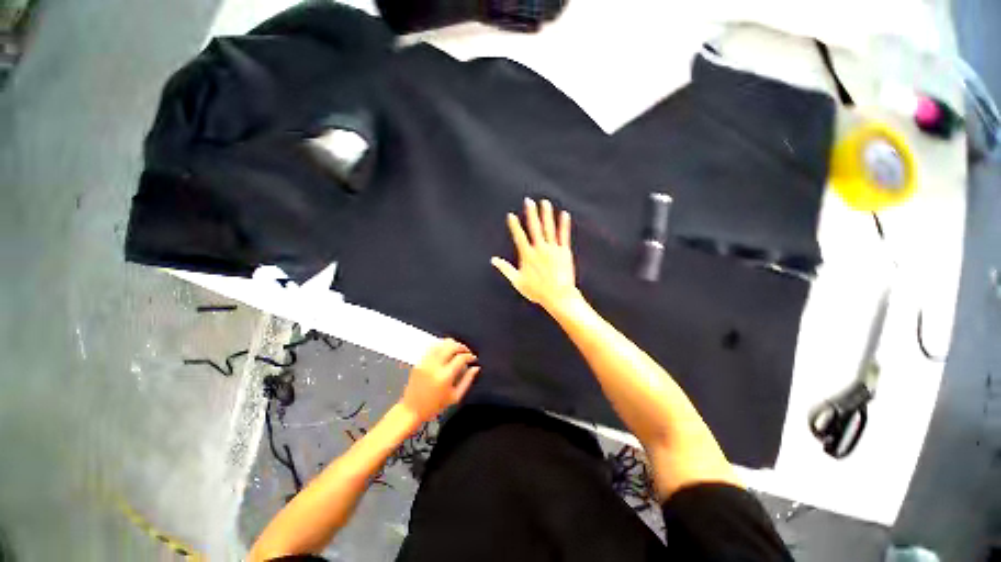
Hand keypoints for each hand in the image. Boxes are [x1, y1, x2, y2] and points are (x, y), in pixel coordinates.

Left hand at [399, 338, 480, 423]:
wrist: (411, 410)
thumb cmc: (433, 407)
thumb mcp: (455, 397)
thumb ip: (467, 380)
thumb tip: (475, 368)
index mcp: (445, 376)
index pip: (461, 357)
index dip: (470, 356)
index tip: (473, 358)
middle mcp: (435, 366)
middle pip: (451, 346)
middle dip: (462, 346)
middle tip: (466, 352)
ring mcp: (426, 362)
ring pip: (441, 343)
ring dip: (452, 344)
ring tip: (457, 350)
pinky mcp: (420, 361)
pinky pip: (432, 347)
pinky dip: (440, 346)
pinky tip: (445, 350)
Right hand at [492, 198, 580, 313]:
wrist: (558, 296)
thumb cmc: (537, 291)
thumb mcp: (517, 281)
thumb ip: (505, 269)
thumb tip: (493, 260)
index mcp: (527, 255)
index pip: (519, 236)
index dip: (514, 225)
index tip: (511, 215)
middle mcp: (540, 249)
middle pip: (534, 227)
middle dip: (531, 213)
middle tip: (529, 201)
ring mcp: (553, 249)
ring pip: (549, 228)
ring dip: (547, 214)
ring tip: (545, 203)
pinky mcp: (564, 252)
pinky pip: (564, 235)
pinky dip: (564, 225)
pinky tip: (564, 215)